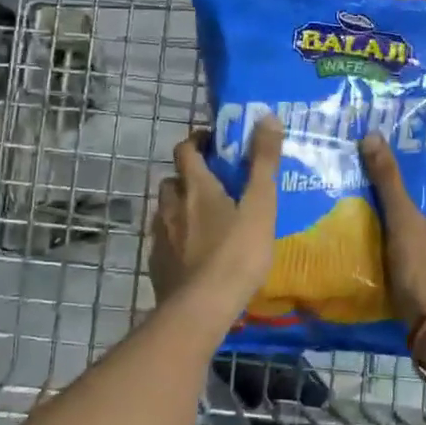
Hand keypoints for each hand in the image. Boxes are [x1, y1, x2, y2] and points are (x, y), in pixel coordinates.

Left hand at [149, 116, 282, 310]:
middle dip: (188, 177)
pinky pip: (165, 242)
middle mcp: (172, 206)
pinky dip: (177, 239)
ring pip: (166, 212)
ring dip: (181, 208)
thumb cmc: (237, 252)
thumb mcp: (261, 204)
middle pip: (173, 181)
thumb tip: (268, 116)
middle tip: (213, 184)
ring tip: (204, 220)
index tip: (213, 142)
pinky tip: (193, 254)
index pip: (186, 150)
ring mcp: (161, 237)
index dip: (197, 142)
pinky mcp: (157, 265)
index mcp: (196, 187)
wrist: (202, 308)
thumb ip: (264, 162)